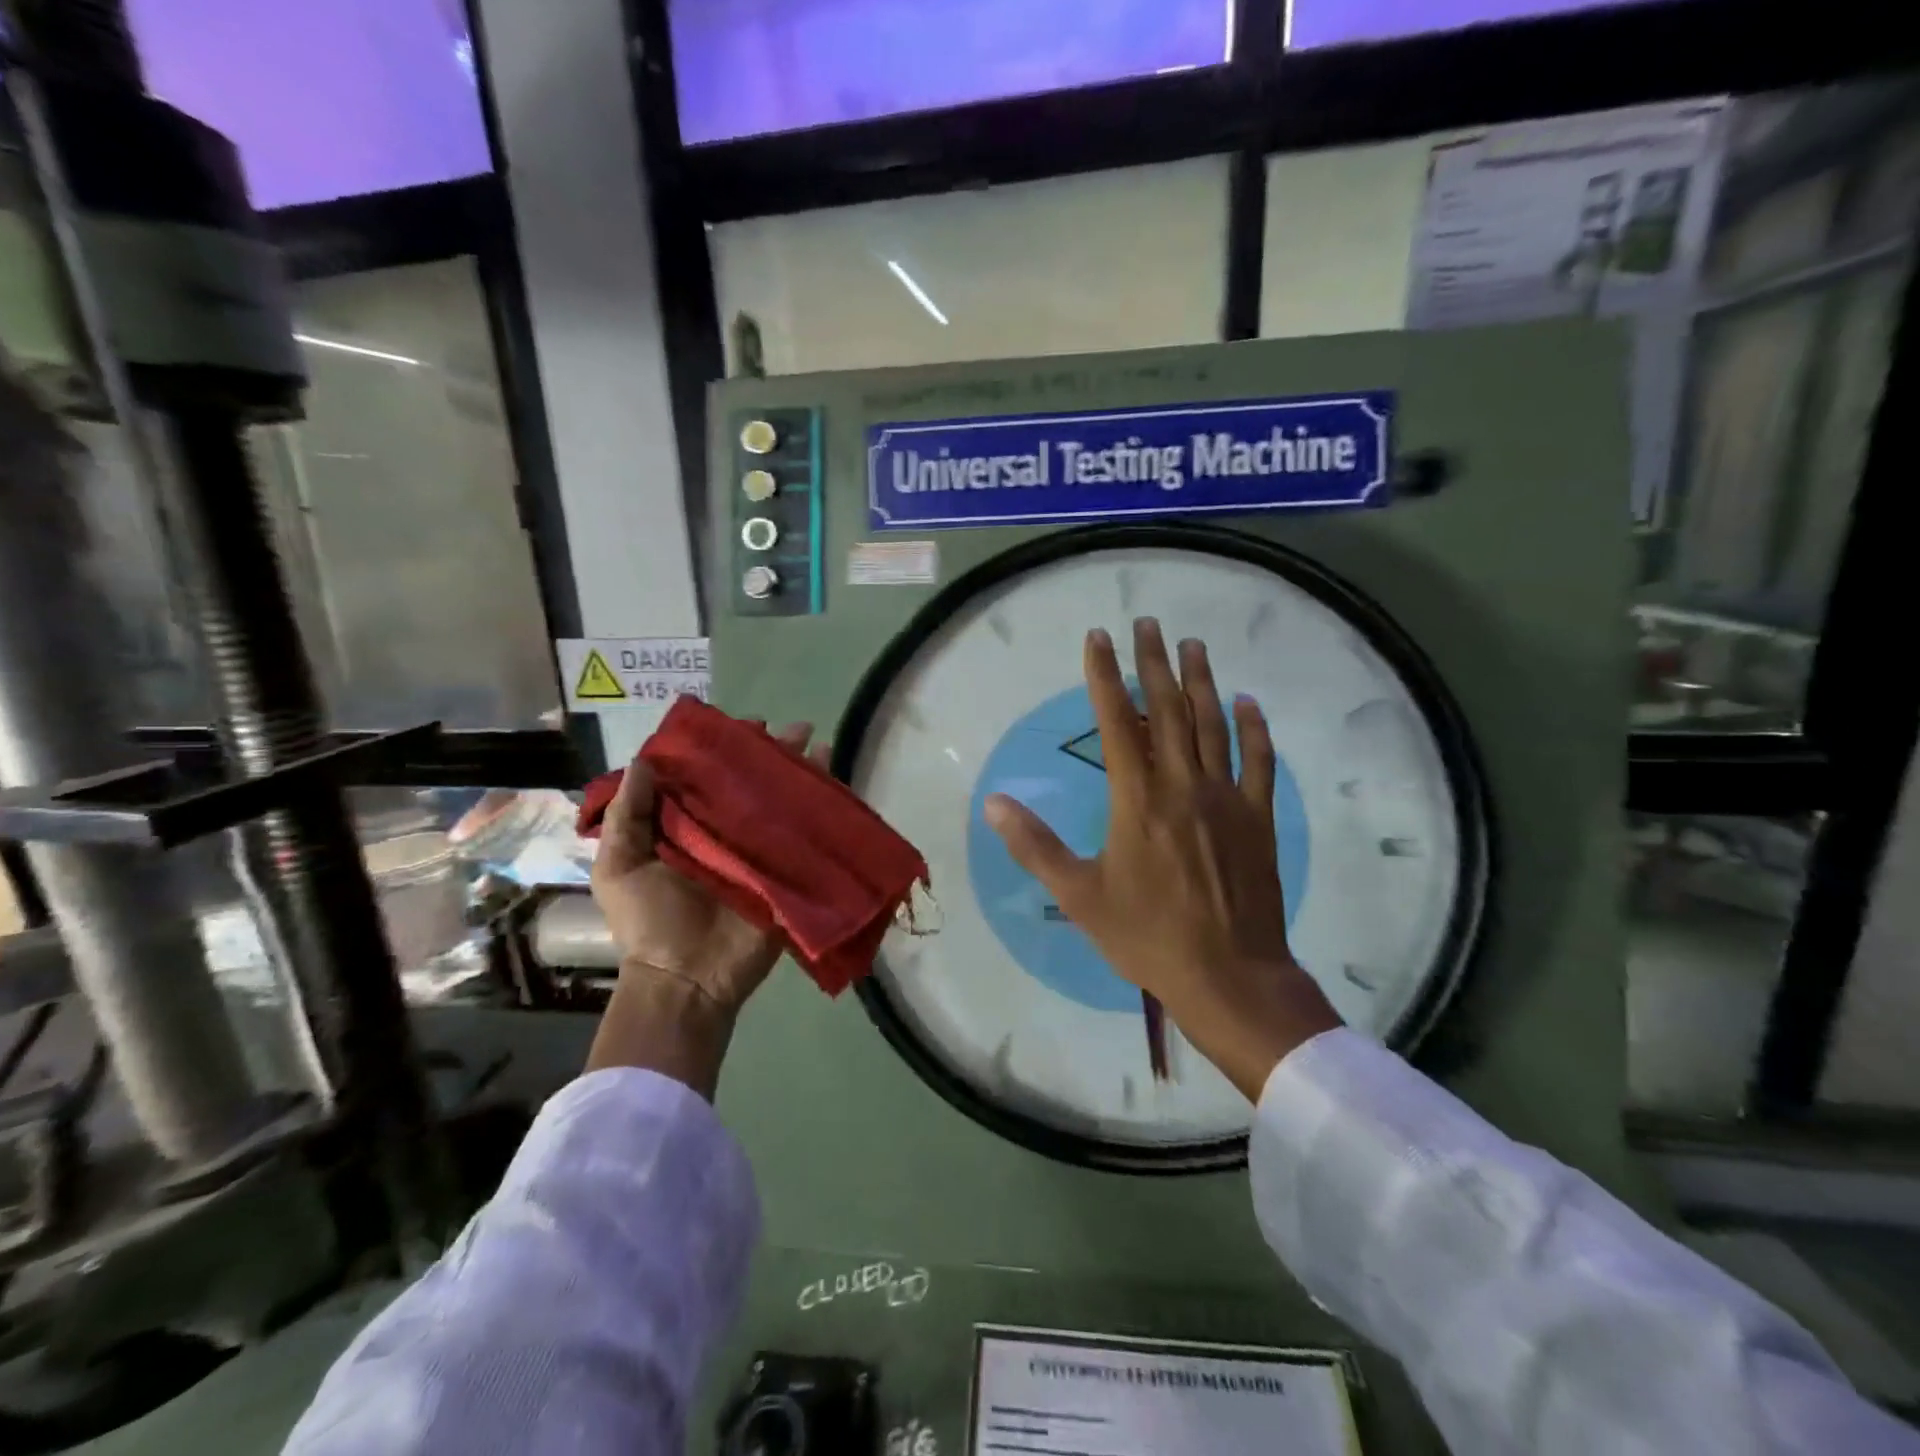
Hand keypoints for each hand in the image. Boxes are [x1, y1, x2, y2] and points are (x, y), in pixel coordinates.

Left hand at [584, 721, 825, 1093]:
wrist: (687, 977)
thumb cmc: (648, 921)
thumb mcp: (619, 866)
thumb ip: (628, 815)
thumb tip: (643, 759)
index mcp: (686, 828)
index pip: (707, 779)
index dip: (723, 751)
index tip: (739, 727)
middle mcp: (725, 833)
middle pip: (752, 784)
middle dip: (772, 754)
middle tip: (793, 730)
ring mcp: (759, 851)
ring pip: (782, 803)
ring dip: (801, 772)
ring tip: (817, 742)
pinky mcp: (786, 871)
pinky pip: (806, 835)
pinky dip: (822, 808)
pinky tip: (835, 780)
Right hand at [984, 620, 1340, 1099]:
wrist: (1228, 975)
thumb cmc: (1146, 936)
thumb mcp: (1078, 896)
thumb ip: (1035, 845)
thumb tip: (994, 803)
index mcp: (1137, 800)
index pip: (1116, 722)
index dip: (1104, 676)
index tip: (1098, 638)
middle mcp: (1183, 786)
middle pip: (1168, 710)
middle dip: (1154, 662)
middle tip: (1148, 623)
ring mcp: (1226, 799)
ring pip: (1213, 726)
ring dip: (1202, 681)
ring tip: (1193, 644)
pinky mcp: (1258, 819)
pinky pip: (1259, 763)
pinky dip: (1254, 730)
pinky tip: (1248, 703)